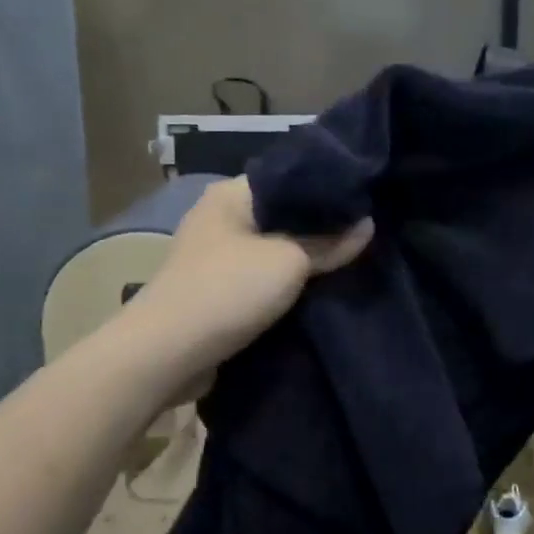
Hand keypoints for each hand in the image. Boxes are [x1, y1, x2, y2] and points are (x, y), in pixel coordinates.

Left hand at [128, 178, 372, 379]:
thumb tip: (366, 225)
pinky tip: (317, 290)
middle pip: (281, 215)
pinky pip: (259, 278)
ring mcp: (214, 256)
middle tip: (363, 234)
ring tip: (349, 261)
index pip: (288, 179)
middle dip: (319, 227)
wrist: (167, 353)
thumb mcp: (289, 262)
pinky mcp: (214, 290)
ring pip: (272, 249)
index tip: (364, 201)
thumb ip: (329, 244)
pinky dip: (284, 284)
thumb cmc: (228, 291)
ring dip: (303, 259)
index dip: (326, 189)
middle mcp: (219, 218)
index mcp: (231, 195)